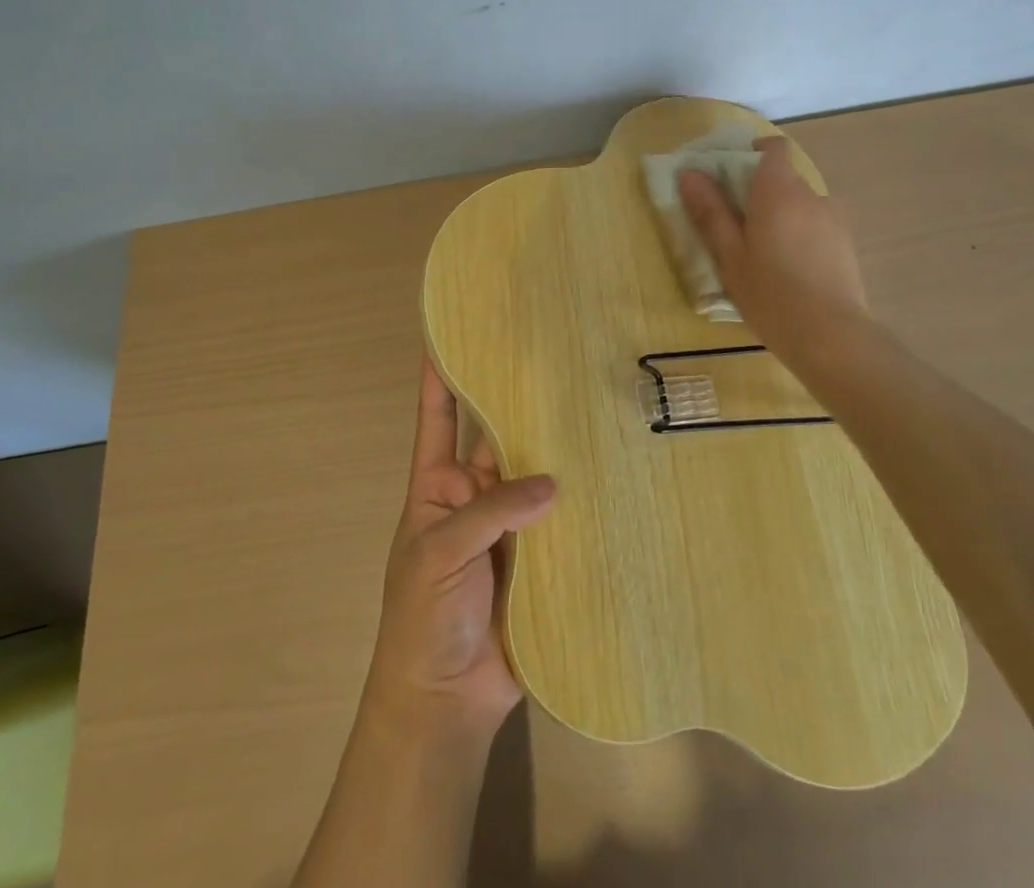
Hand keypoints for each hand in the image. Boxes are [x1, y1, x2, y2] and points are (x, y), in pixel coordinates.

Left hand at [365, 356, 557, 736]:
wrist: (444, 703)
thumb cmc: (421, 619)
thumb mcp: (438, 554)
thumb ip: (491, 513)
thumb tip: (553, 483)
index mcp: (437, 485)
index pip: (438, 417)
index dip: (441, 375)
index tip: (451, 330)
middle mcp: (477, 494)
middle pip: (498, 437)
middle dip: (519, 401)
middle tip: (554, 357)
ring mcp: (511, 524)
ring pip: (536, 473)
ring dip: (558, 448)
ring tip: (592, 404)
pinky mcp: (542, 556)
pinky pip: (563, 517)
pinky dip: (582, 498)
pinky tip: (612, 472)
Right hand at [677, 135, 869, 360]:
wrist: (831, 336)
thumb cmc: (770, 293)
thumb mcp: (730, 255)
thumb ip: (711, 211)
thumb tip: (690, 173)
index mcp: (778, 190)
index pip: (773, 148)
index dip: (753, 154)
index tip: (731, 177)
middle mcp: (810, 195)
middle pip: (784, 178)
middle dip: (760, 193)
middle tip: (736, 227)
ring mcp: (834, 219)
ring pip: (801, 205)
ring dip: (782, 217)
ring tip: (765, 255)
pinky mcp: (846, 244)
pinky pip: (817, 226)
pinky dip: (801, 235)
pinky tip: (791, 271)